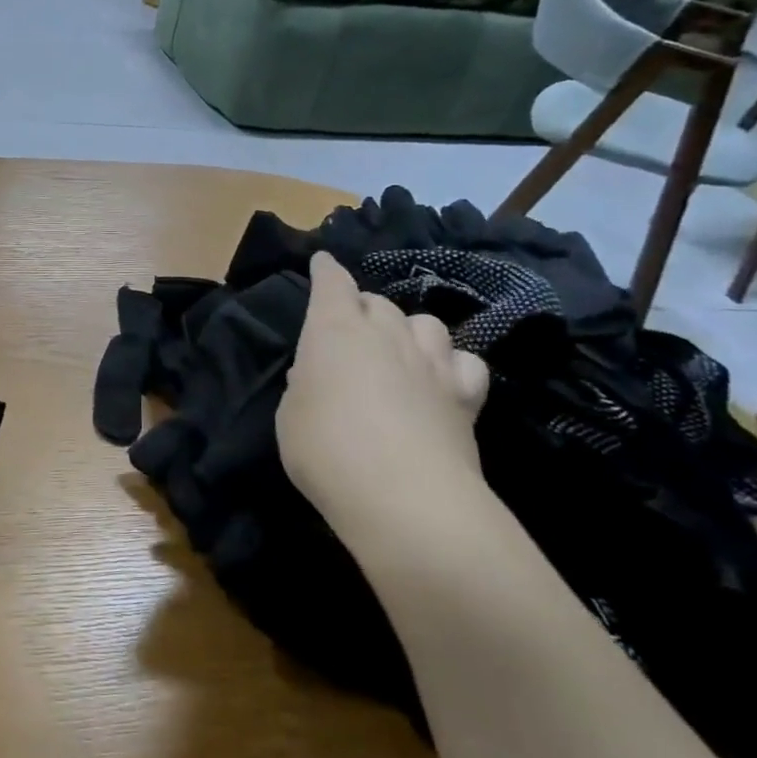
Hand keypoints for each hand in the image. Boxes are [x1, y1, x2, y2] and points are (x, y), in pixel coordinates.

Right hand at [277, 253, 490, 532]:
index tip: (324, 261)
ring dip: (409, 331)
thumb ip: (305, 386)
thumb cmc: (326, 449)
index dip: (327, 270)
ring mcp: (431, 362)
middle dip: (364, 308)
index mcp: (335, 329)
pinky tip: (442, 382)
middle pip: (379, 302)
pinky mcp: (466, 396)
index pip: (332, 283)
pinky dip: (451, 366)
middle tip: (352, 332)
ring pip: (426, 323)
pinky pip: (465, 362)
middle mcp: (386, 332)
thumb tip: (320, 376)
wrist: (404, 497)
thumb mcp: (290, 415)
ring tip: (400, 351)